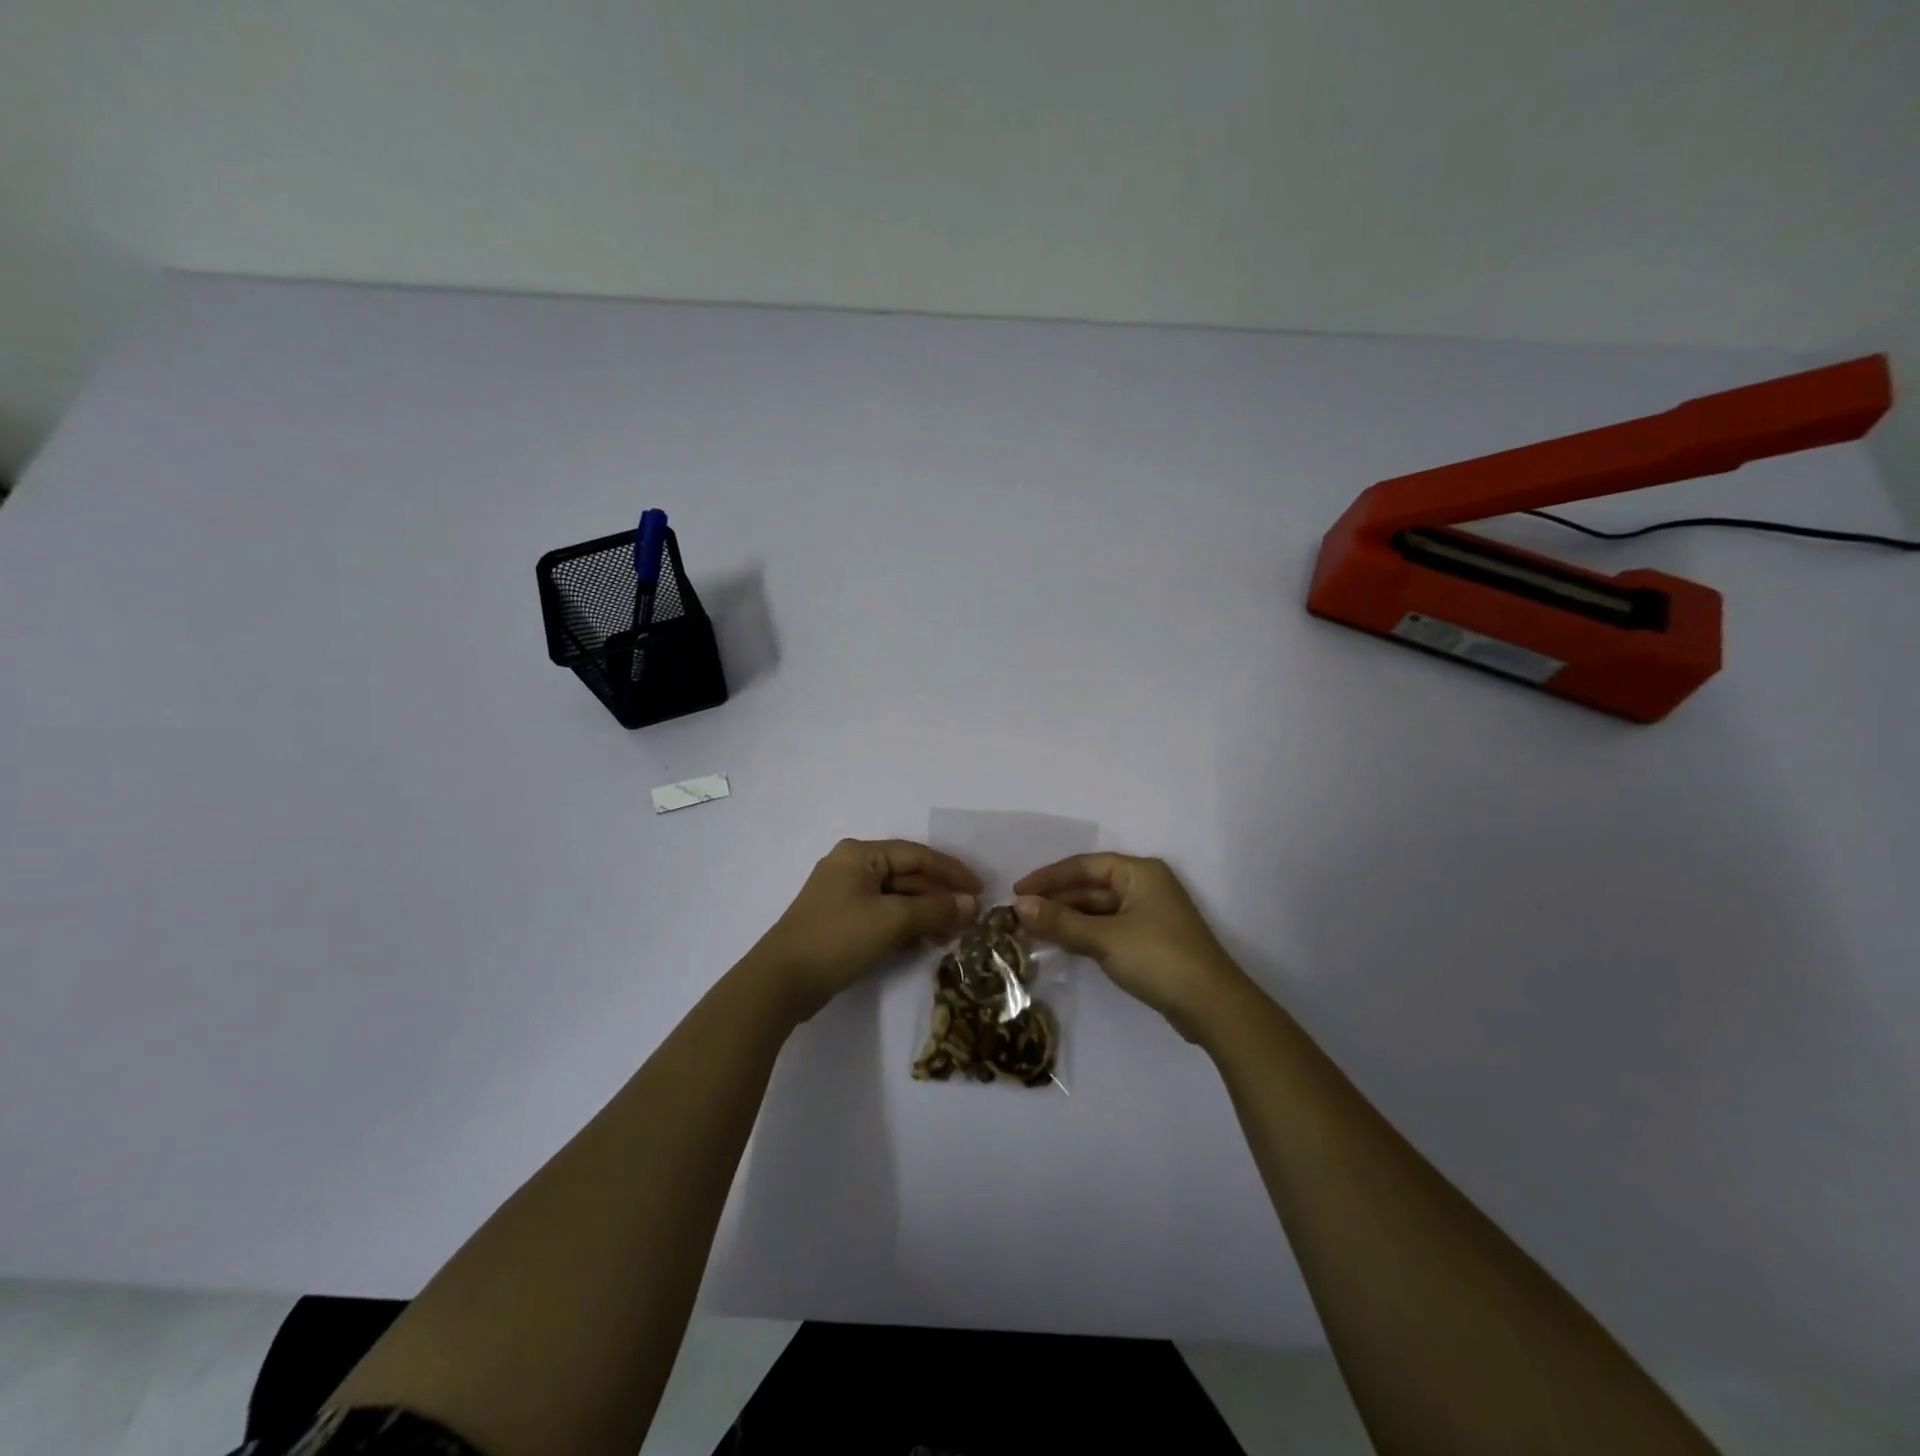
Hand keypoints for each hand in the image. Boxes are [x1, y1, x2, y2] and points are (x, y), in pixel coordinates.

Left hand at [754, 839, 980, 1021]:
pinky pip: (883, 915)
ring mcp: (844, 896)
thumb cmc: (838, 938)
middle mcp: (851, 868)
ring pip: (897, 897)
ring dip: (926, 912)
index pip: (917, 855)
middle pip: (907, 875)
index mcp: (860, 855)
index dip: (951, 871)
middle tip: (971, 916)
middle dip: (939, 895)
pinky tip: (927, 941)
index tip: (980, 890)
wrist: (781, 982)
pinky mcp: (841, 922)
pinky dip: (906, 925)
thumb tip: (972, 905)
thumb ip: (935, 909)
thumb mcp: (892, 920)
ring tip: (955, 931)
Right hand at [1014, 854, 1246, 1040]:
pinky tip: (1063, 944)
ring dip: (1069, 918)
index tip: (1017, 892)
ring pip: (1099, 909)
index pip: (1084, 865)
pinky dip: (1085, 933)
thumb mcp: (1104, 938)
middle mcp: (1145, 886)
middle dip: (1057, 900)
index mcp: (1139, 872)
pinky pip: (1109, 927)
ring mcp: (1150, 914)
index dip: (1048, 877)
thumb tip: (1019, 906)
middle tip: (1020, 915)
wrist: (1212, 1006)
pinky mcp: (1151, 941)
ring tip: (1034, 930)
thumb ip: (1061, 921)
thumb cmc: (1158, 958)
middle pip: (1091, 886)